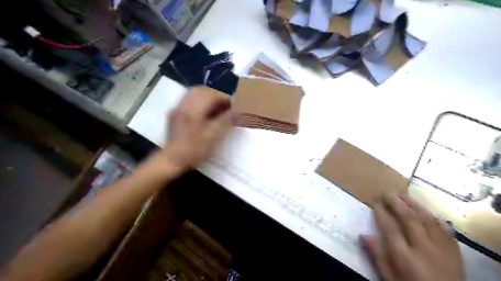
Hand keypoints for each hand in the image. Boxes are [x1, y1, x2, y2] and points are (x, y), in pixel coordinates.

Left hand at [163, 88, 232, 169]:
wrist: (171, 162)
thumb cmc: (194, 150)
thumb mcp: (213, 136)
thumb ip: (226, 120)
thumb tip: (239, 109)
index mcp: (193, 109)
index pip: (212, 95)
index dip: (225, 98)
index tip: (234, 105)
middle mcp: (184, 105)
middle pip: (201, 91)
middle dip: (216, 96)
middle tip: (226, 105)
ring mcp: (178, 109)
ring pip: (194, 95)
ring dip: (208, 98)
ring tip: (218, 108)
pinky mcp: (176, 115)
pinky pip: (189, 101)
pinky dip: (201, 103)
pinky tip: (206, 113)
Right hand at [360, 194, 465, 280]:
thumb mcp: (390, 279)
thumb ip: (377, 257)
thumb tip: (363, 236)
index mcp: (404, 258)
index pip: (390, 228)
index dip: (381, 213)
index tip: (375, 203)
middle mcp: (423, 249)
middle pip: (409, 219)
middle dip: (396, 203)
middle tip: (386, 193)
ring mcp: (442, 249)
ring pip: (427, 219)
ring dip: (414, 204)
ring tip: (403, 195)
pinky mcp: (454, 251)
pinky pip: (443, 228)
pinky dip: (432, 216)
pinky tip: (425, 210)